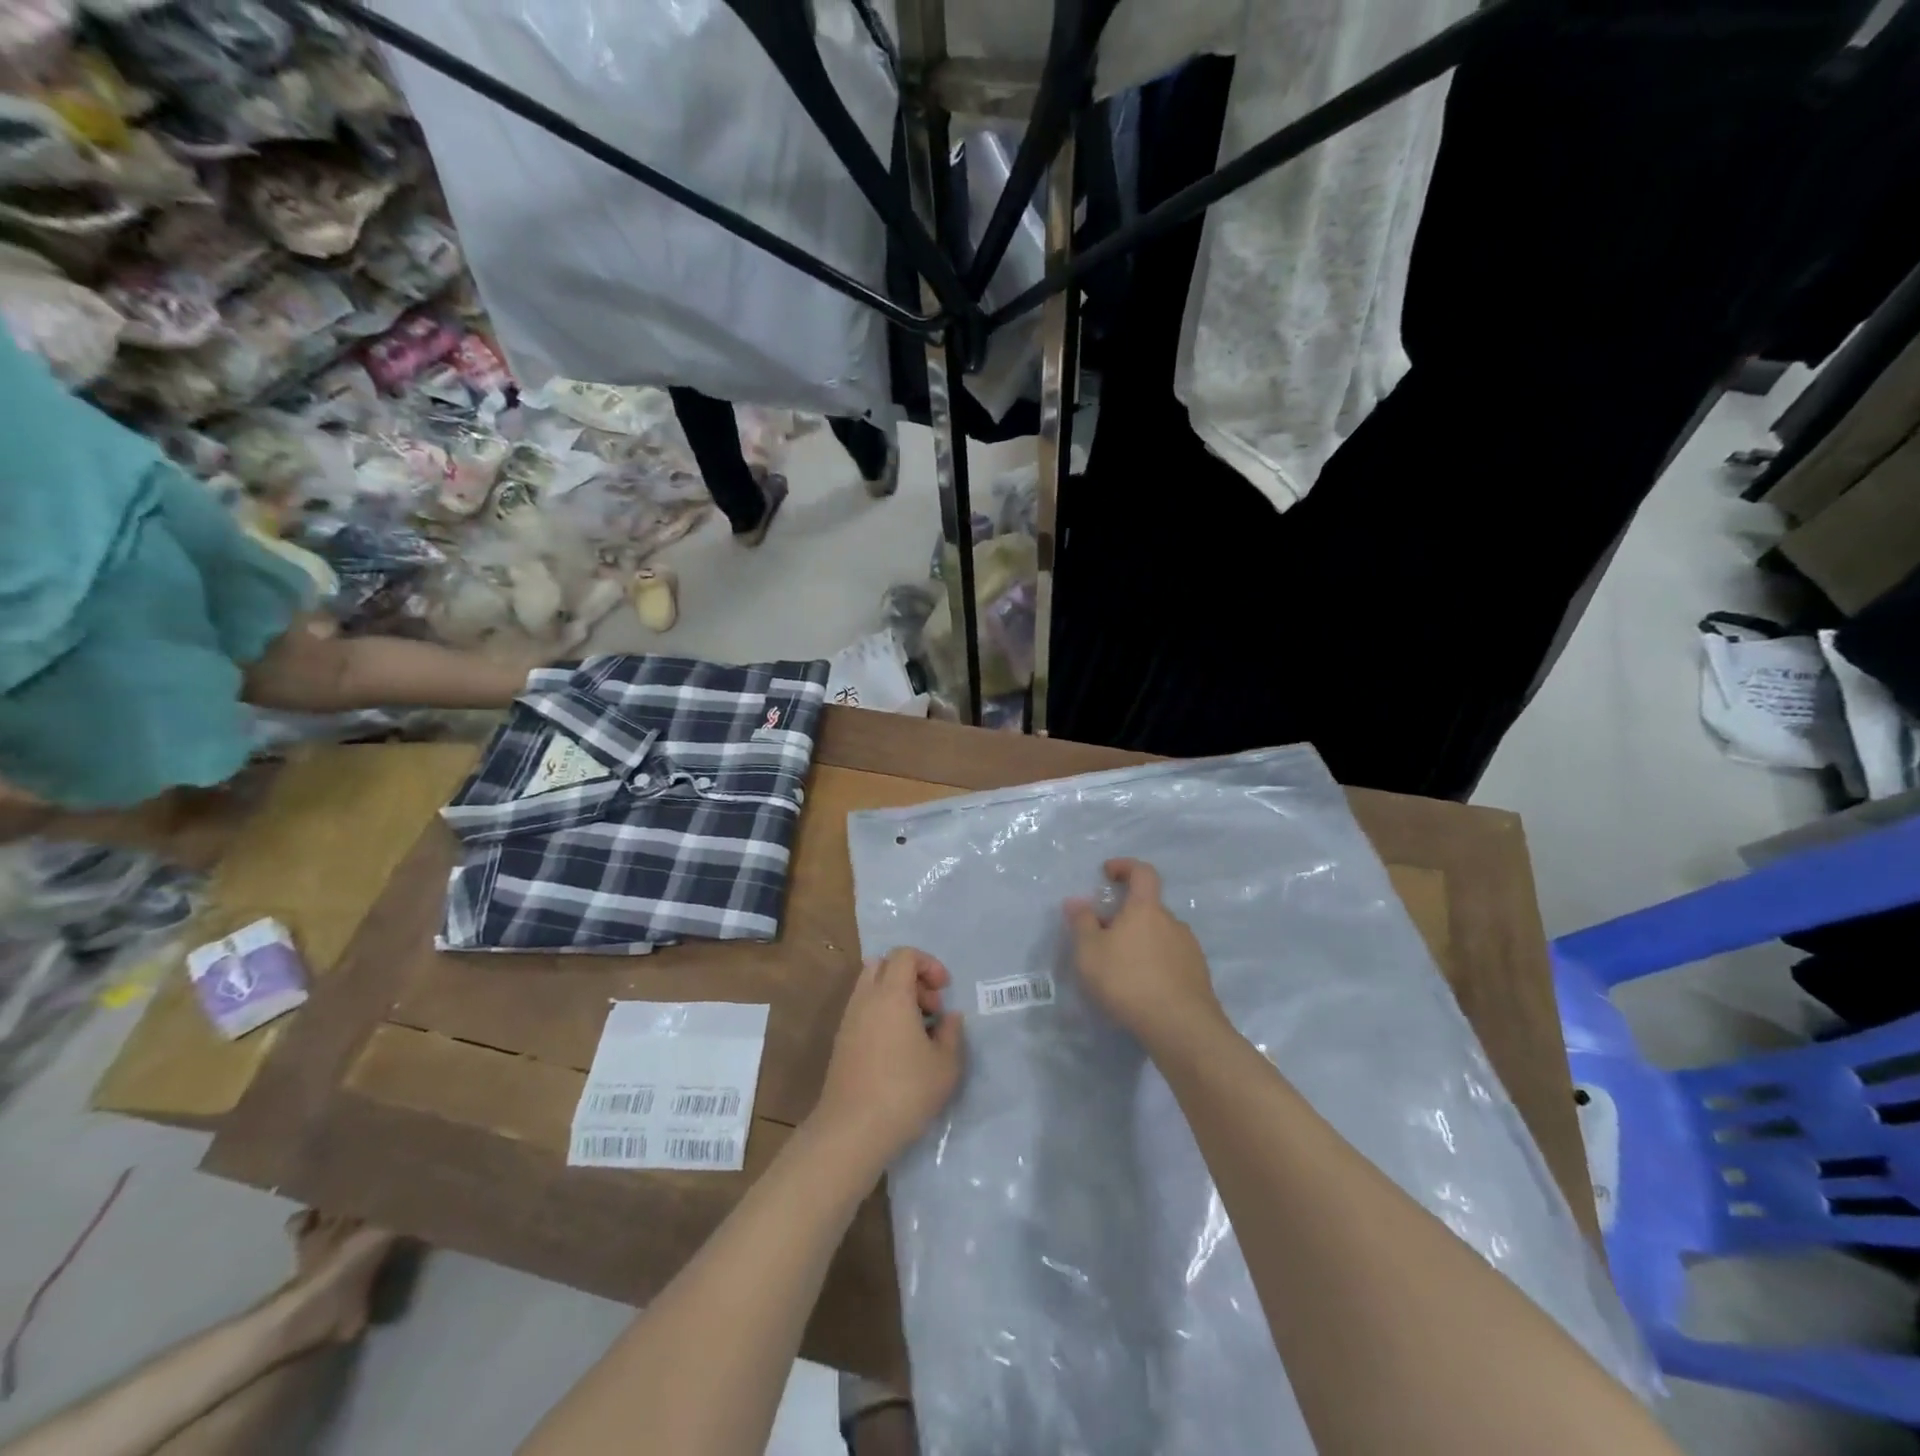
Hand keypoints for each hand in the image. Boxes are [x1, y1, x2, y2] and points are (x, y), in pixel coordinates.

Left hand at [812, 948, 964, 1160]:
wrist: (852, 1130)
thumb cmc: (905, 1092)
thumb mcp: (946, 1065)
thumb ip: (952, 1033)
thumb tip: (950, 1017)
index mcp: (891, 994)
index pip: (905, 954)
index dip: (928, 964)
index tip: (944, 990)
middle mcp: (866, 999)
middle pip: (884, 964)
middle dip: (911, 976)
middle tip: (931, 1007)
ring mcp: (849, 1019)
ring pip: (870, 987)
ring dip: (896, 996)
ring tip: (917, 1029)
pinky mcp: (841, 1042)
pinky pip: (863, 1009)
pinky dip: (881, 1014)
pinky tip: (898, 1048)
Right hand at [1065, 858, 1224, 1047]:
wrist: (1181, 1028)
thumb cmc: (1128, 980)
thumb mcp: (1090, 952)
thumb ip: (1082, 923)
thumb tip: (1077, 901)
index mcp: (1146, 909)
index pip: (1142, 872)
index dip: (1125, 866)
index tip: (1108, 873)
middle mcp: (1173, 922)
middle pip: (1149, 909)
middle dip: (1126, 916)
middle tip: (1104, 936)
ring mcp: (1190, 950)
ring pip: (1160, 936)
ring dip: (1141, 943)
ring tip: (1121, 969)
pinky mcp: (1199, 977)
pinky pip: (1172, 960)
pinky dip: (1155, 965)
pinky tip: (1142, 988)